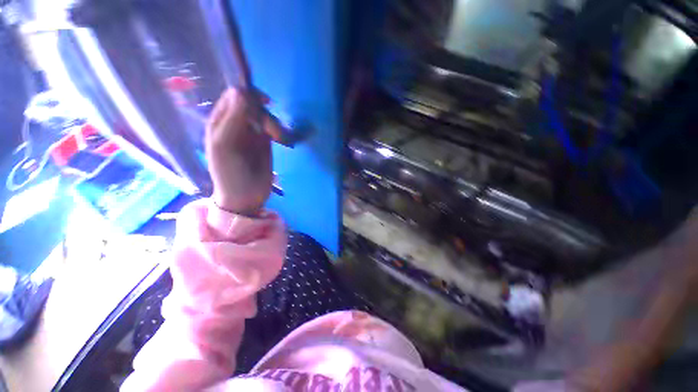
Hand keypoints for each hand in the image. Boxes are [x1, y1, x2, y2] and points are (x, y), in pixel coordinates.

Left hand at [206, 88, 272, 215]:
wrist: (245, 196)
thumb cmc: (230, 173)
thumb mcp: (225, 144)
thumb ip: (232, 119)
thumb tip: (241, 92)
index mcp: (220, 121)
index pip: (234, 96)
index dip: (248, 96)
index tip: (263, 104)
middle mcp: (236, 124)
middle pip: (252, 104)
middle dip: (263, 113)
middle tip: (269, 129)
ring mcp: (251, 133)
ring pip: (265, 116)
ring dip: (273, 124)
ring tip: (278, 138)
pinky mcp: (265, 142)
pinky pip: (272, 127)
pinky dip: (278, 130)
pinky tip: (280, 139)